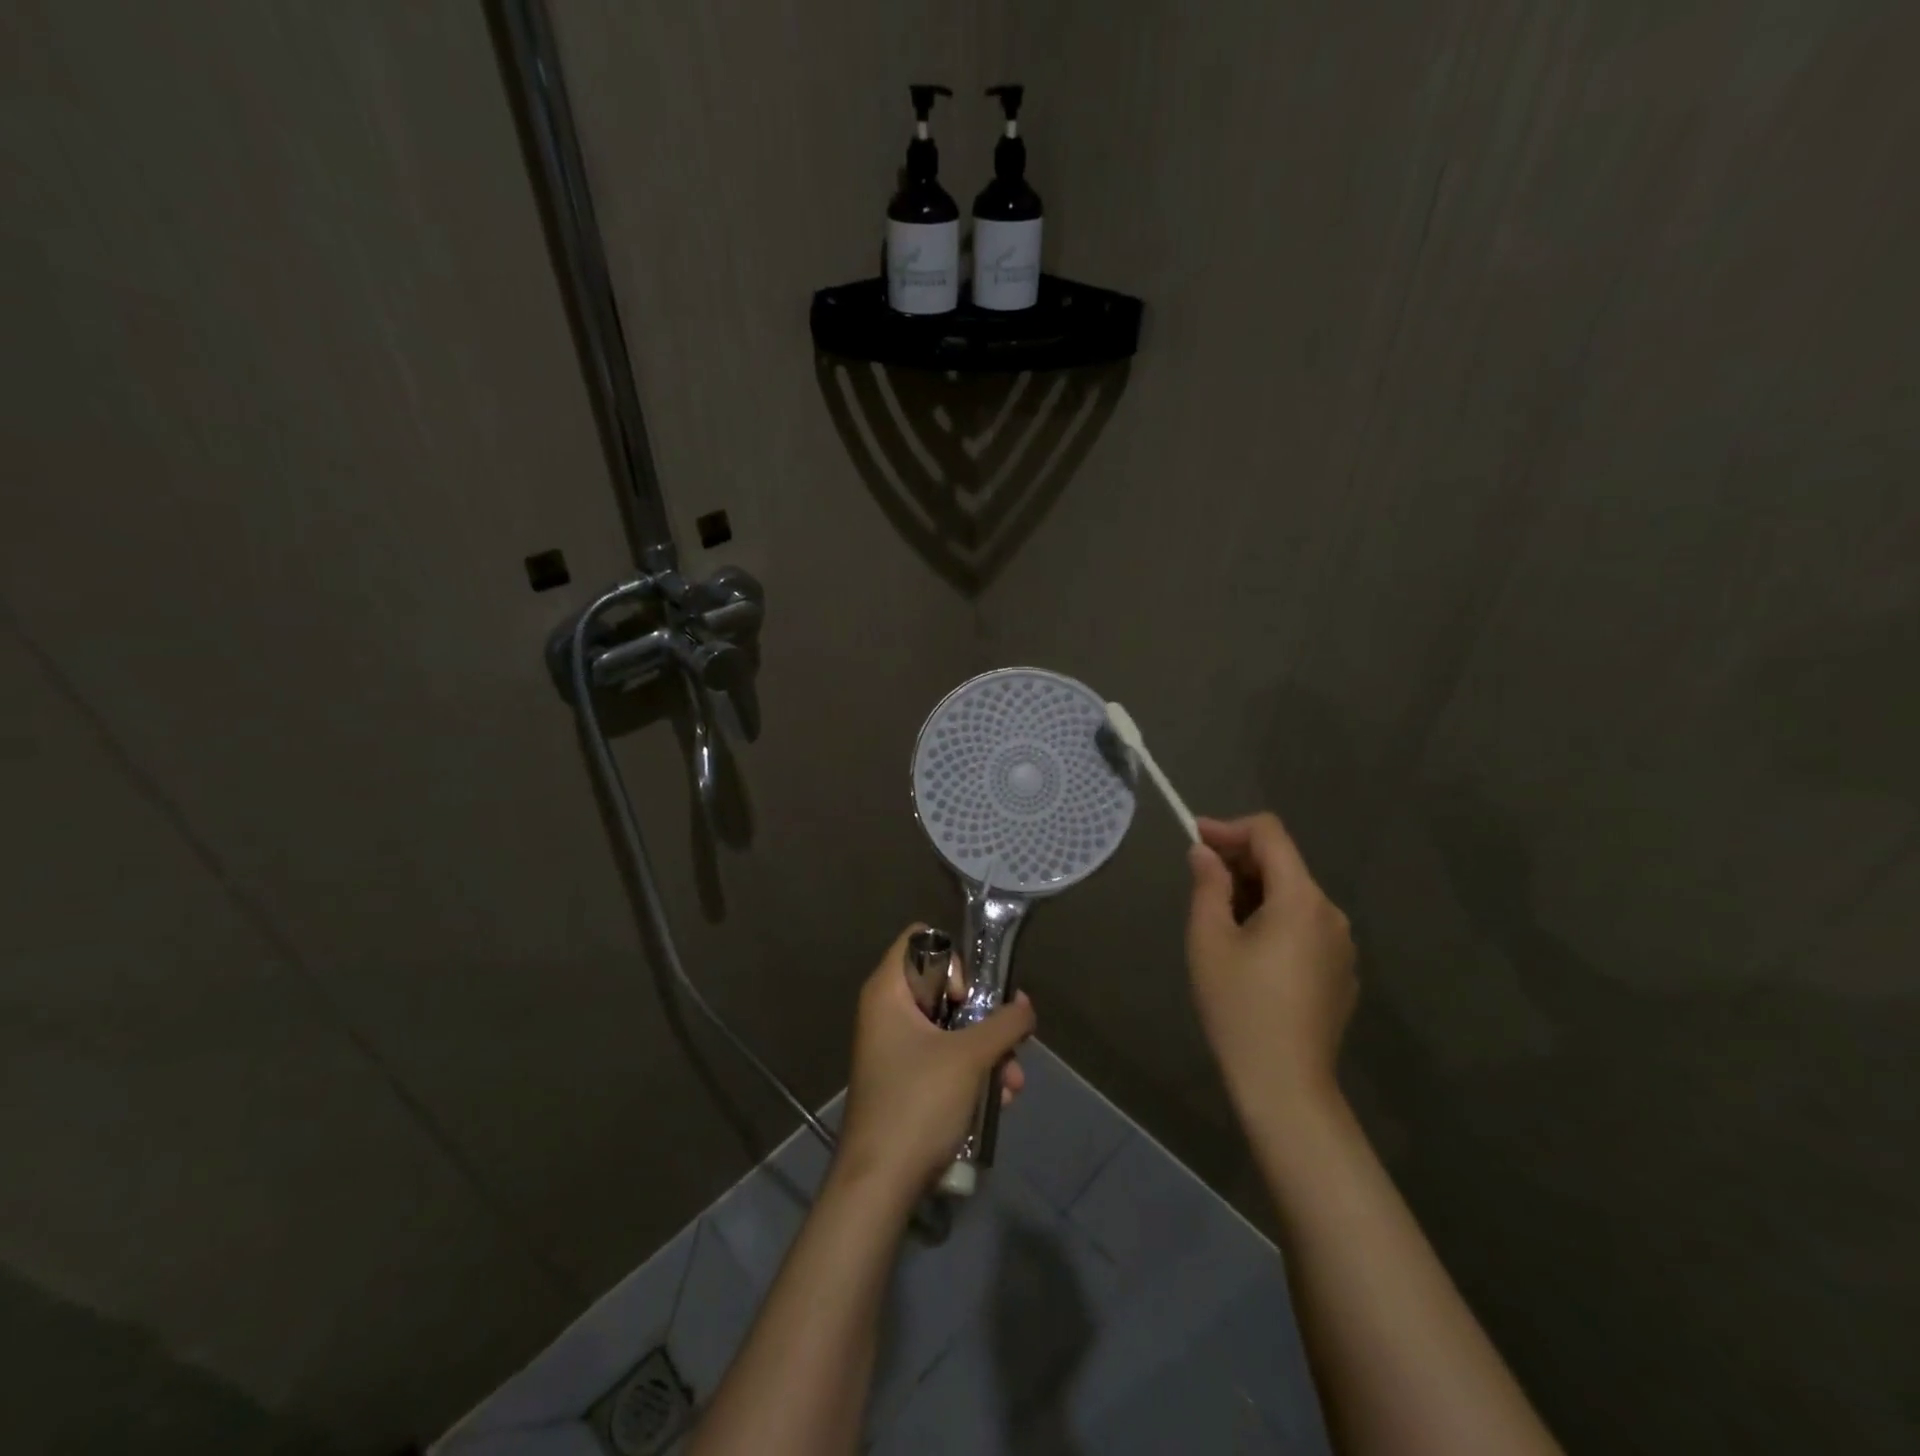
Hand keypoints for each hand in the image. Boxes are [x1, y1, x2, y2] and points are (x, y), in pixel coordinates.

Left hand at [835, 925, 1035, 1198]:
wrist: (880, 1184)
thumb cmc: (918, 1103)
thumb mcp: (970, 1057)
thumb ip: (1005, 1023)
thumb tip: (1026, 1006)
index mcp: (888, 991)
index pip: (920, 939)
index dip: (952, 959)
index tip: (969, 996)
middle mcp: (887, 1011)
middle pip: (943, 985)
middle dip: (983, 1015)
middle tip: (1006, 1039)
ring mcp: (895, 1047)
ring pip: (950, 1027)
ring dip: (988, 1050)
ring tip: (1014, 1082)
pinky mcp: (906, 1079)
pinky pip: (945, 1057)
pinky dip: (973, 1072)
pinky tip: (1002, 1100)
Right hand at [1187, 814, 1356, 1125]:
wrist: (1285, 1085)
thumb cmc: (1239, 1006)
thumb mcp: (1209, 940)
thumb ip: (1208, 885)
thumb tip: (1204, 853)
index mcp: (1301, 898)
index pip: (1270, 834)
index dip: (1230, 828)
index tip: (1195, 838)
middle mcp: (1331, 913)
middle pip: (1284, 865)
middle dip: (1239, 862)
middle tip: (1199, 878)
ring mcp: (1342, 946)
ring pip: (1294, 898)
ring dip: (1256, 893)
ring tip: (1219, 918)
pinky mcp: (1341, 974)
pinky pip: (1306, 928)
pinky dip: (1275, 921)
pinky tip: (1250, 953)